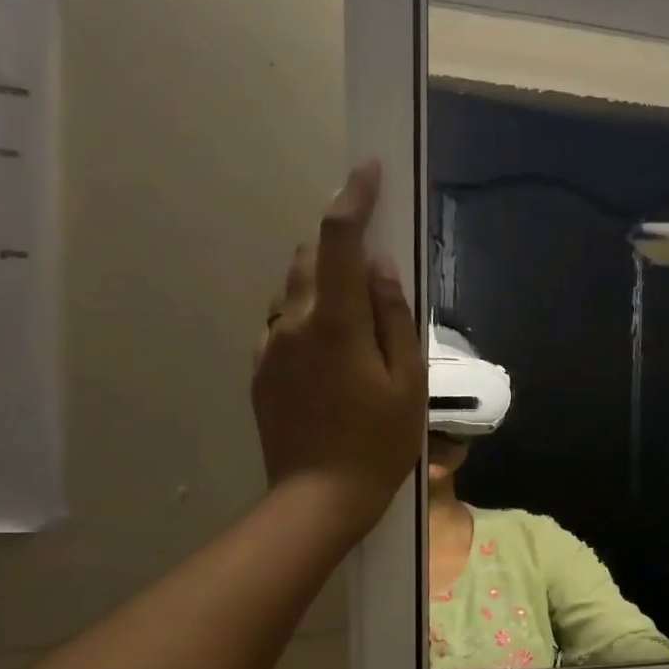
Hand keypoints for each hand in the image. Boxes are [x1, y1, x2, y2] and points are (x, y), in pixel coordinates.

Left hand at [252, 160, 424, 539]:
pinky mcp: (260, 370)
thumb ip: (394, 318)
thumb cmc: (379, 443)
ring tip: (356, 321)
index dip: (355, 198)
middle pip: (309, 258)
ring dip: (323, 284)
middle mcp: (293, 322)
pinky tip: (331, 357)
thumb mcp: (407, 382)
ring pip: (293, 290)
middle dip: (339, 246)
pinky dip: (308, 319)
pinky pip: (283, 325)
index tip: (369, 171)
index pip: (340, 239)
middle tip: (374, 269)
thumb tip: (382, 267)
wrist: (318, 498)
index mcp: (336, 322)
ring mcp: (270, 346)